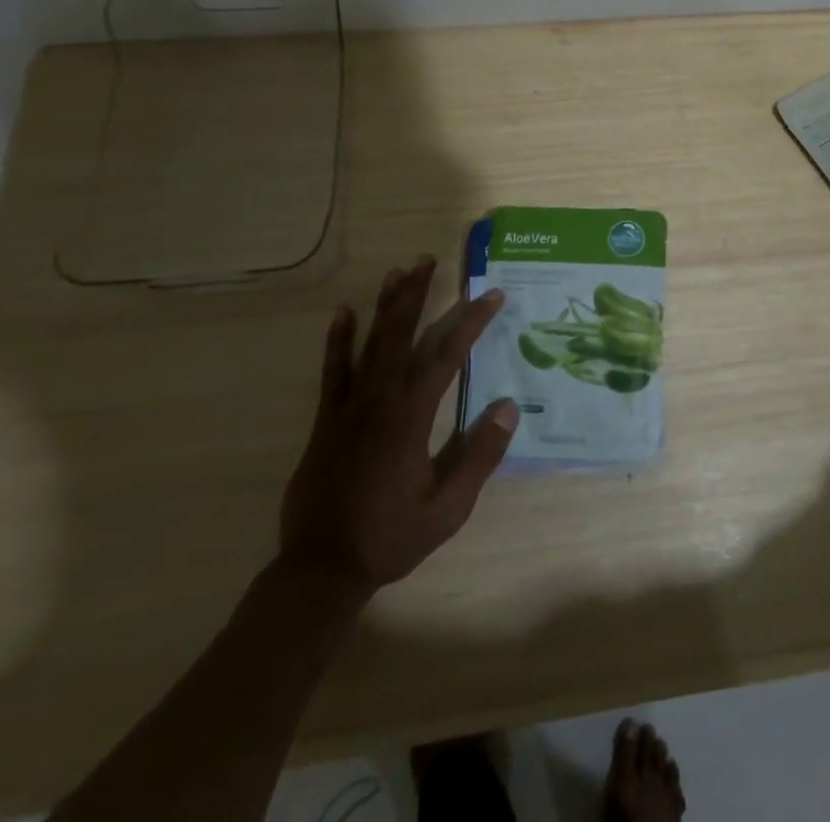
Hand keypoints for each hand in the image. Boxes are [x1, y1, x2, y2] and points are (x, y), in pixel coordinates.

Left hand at [278, 257, 518, 594]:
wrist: (321, 569)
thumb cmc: (390, 536)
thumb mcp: (448, 507)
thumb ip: (480, 456)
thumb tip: (508, 406)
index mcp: (411, 418)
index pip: (446, 356)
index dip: (470, 322)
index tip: (491, 296)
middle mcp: (379, 401)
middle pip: (401, 335)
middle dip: (417, 294)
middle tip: (429, 260)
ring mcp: (348, 407)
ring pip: (370, 344)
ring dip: (385, 306)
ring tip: (398, 271)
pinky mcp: (327, 420)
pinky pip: (333, 371)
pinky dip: (338, 340)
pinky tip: (343, 313)